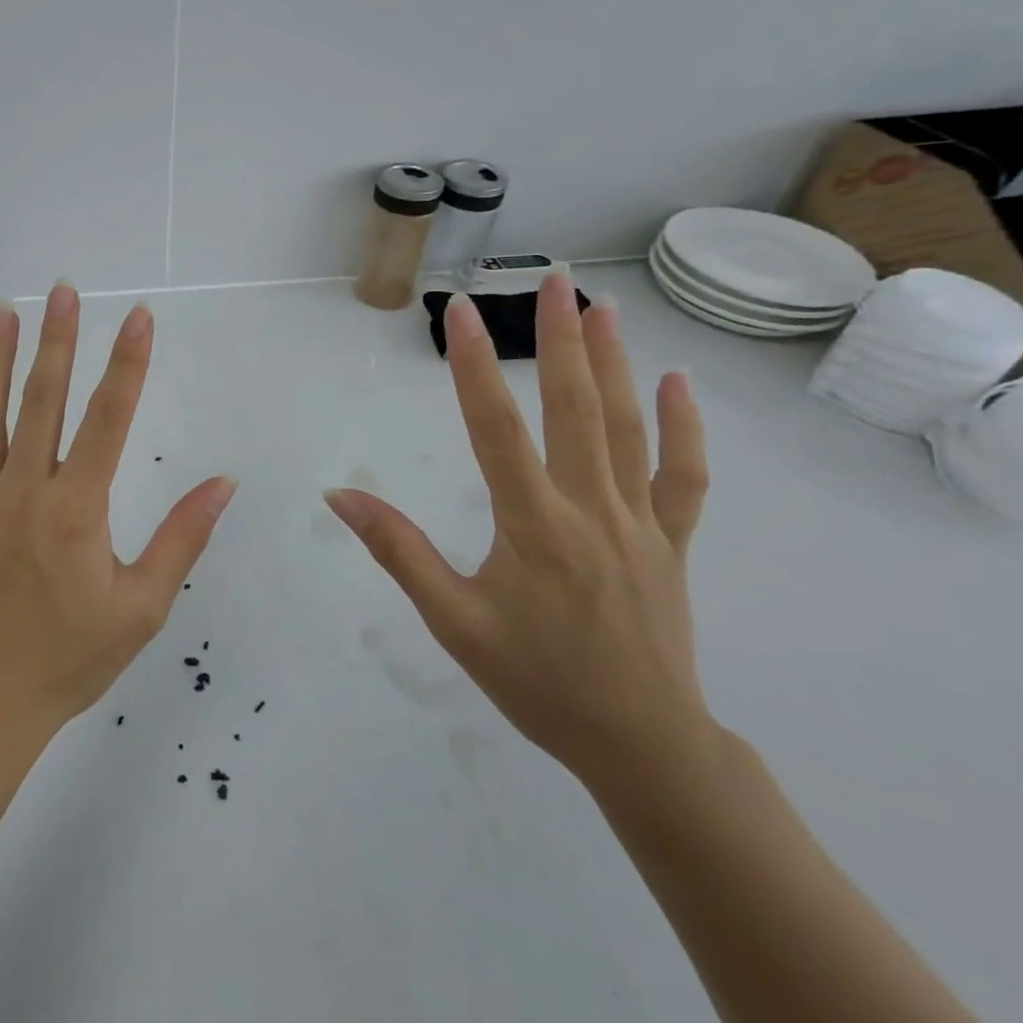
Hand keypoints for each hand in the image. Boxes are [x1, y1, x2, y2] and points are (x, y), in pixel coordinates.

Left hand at [0, 284, 237, 733]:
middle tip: (65, 290)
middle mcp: (22, 491)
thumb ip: (182, 538)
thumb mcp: (142, 606)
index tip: (139, 317)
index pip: (108, 419)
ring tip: (7, 311)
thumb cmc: (71, 657)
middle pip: (43, 400)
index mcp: (75, 509)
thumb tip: (223, 483)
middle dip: (59, 340)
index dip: (127, 364)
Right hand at [326, 274, 715, 794]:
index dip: (475, 364)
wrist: (641, 744)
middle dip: (559, 338)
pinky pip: (682, 477)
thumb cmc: (536, 681)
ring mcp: (638, 522)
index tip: (460, 310)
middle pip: (573, 408)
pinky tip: (677, 383)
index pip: (495, 427)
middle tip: (552, 278)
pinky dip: (683, 428)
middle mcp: (589, 508)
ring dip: (615, 362)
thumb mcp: (452, 621)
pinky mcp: (670, 542)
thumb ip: (397, 550)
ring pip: (628, 428)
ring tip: (602, 306)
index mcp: (532, 524)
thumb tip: (340, 496)